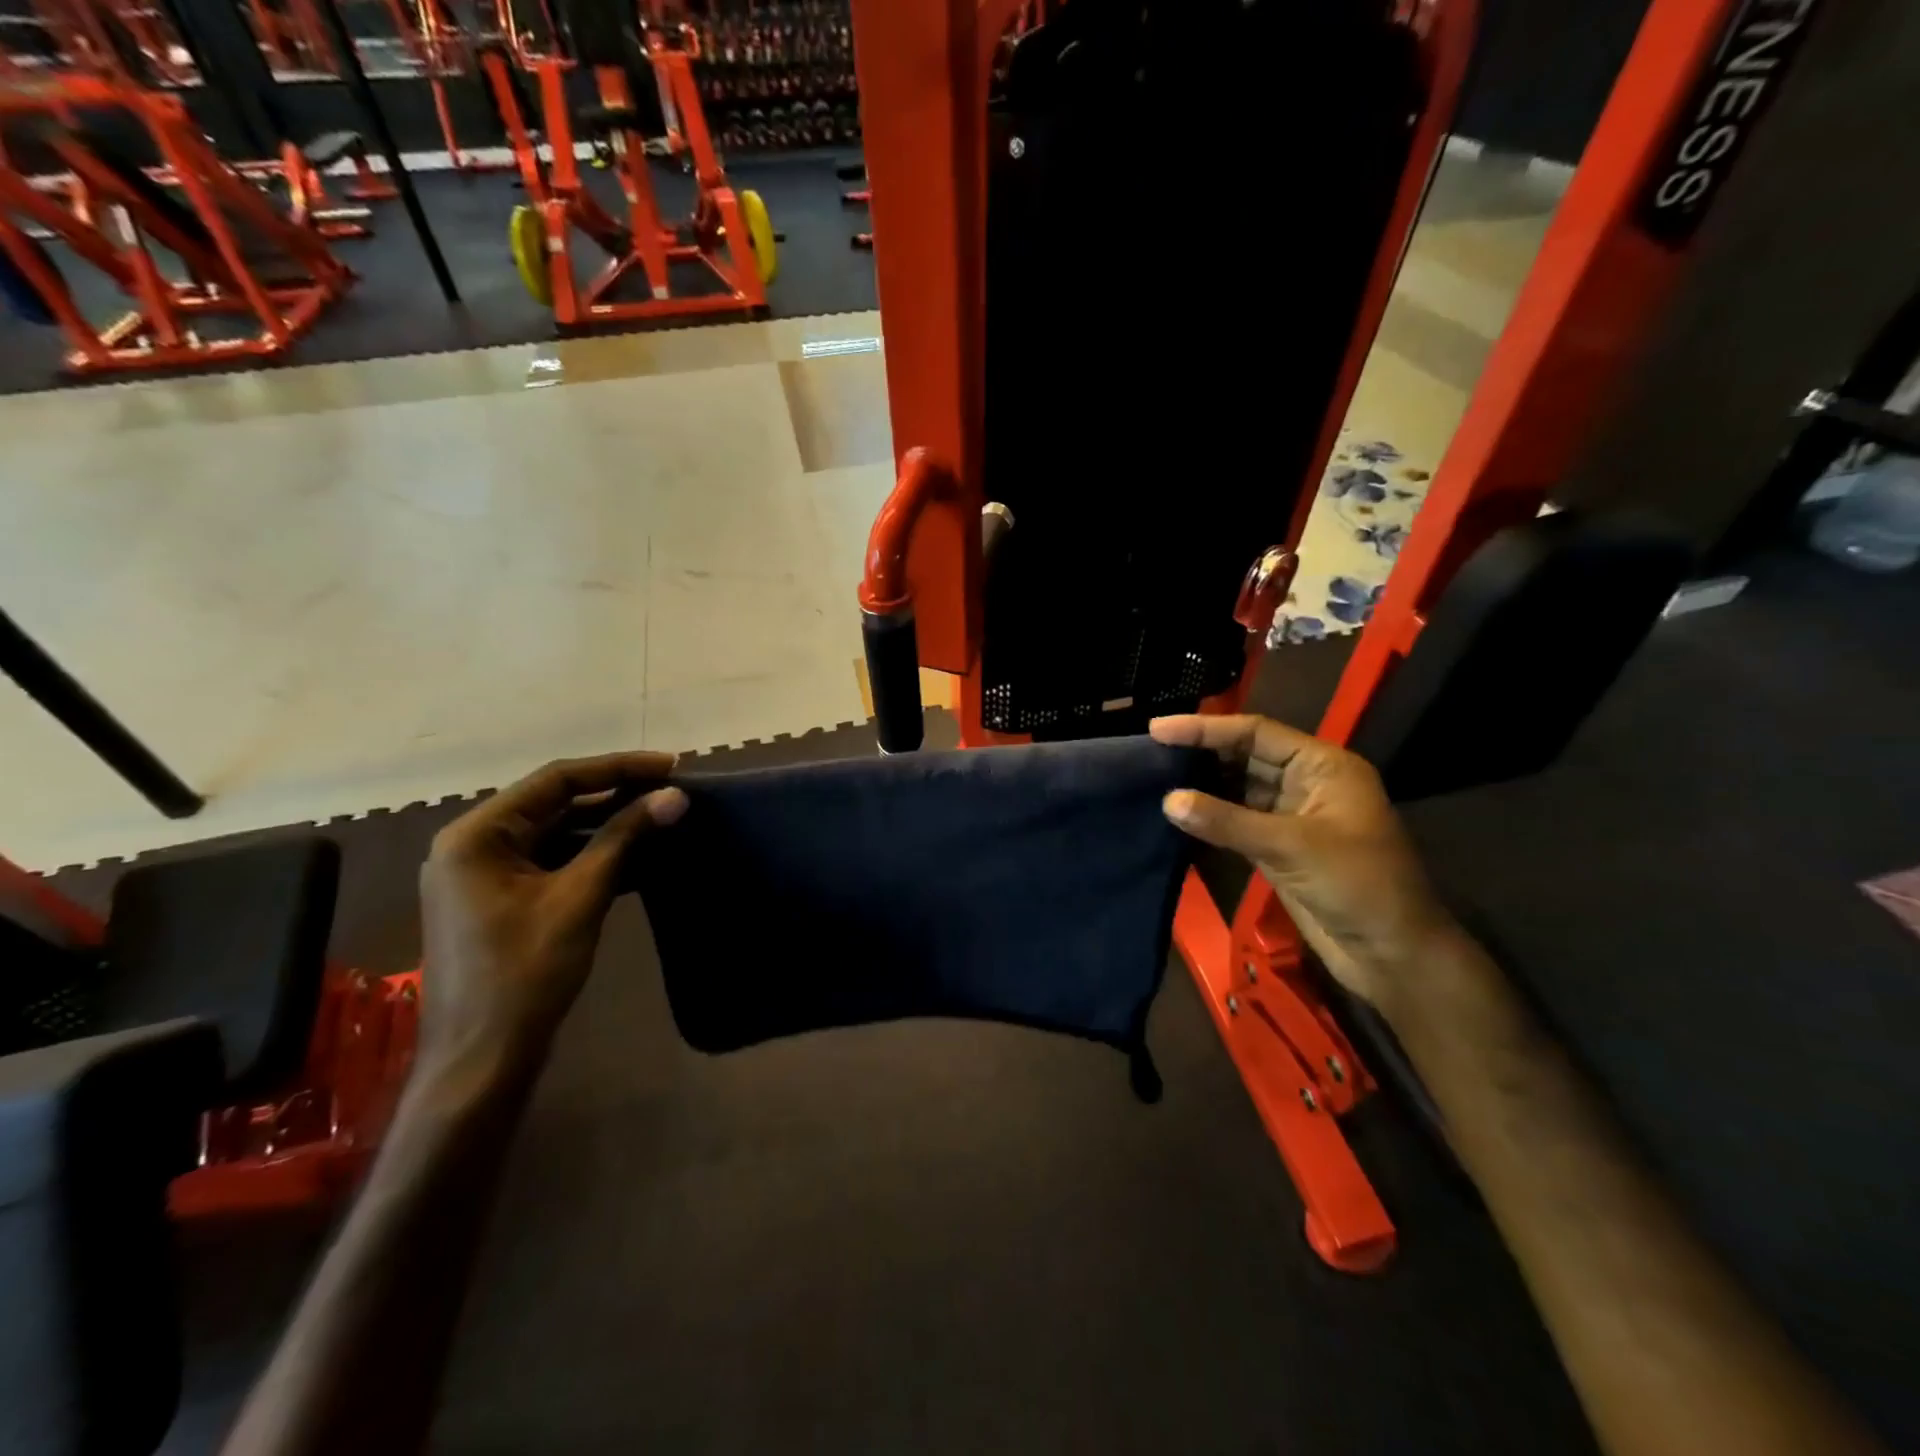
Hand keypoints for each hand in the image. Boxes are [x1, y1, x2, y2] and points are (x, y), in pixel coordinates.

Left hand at [418, 752, 687, 1081]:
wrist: (483, 1060)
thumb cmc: (525, 973)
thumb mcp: (580, 897)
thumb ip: (625, 839)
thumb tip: (675, 796)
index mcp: (477, 836)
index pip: (556, 781)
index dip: (618, 768)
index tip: (670, 765)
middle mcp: (475, 845)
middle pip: (556, 803)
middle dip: (616, 795)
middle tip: (672, 790)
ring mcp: (486, 875)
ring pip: (558, 833)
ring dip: (610, 826)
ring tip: (663, 817)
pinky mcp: (503, 900)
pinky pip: (555, 862)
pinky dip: (596, 856)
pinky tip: (641, 857)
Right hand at [1150, 714, 1453, 1007]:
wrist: (1393, 954)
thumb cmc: (1357, 885)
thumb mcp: (1291, 846)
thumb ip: (1227, 821)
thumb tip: (1169, 800)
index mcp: (1322, 766)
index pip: (1255, 732)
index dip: (1205, 728)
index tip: (1157, 729)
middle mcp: (1305, 782)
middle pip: (1244, 755)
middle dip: (1200, 753)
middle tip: (1148, 752)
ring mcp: (1291, 816)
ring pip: (1237, 788)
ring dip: (1201, 785)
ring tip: (1152, 777)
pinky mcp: (1278, 847)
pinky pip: (1236, 821)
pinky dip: (1209, 817)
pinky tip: (1177, 812)